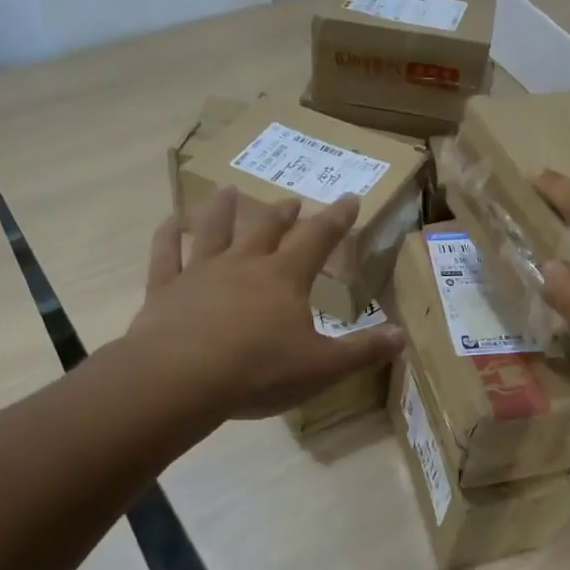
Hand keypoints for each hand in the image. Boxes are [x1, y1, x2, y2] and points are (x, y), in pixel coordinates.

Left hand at [126, 187, 405, 420]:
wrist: (182, 379)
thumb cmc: (259, 372)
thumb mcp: (323, 368)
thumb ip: (363, 351)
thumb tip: (403, 335)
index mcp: (285, 278)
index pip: (318, 239)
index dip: (337, 218)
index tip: (349, 197)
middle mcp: (244, 264)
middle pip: (267, 229)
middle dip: (283, 214)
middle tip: (292, 200)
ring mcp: (201, 272)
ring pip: (215, 231)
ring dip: (224, 210)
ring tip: (228, 190)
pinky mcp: (166, 289)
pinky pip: (166, 254)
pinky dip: (168, 235)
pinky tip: (170, 222)